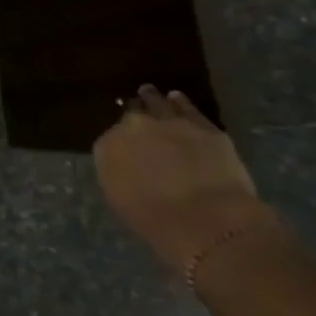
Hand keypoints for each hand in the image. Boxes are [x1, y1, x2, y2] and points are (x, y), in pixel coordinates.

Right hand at [93, 86, 266, 274]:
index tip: (126, 148)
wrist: (207, 222)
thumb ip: (121, 174)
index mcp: (108, 147)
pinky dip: (181, 103)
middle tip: (137, 119)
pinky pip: (188, 108)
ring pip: (157, 103)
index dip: (121, 143)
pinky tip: (177, 98)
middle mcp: (134, 127)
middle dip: (134, 116)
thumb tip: (129, 166)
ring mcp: (170, 123)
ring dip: (153, 99)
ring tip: (150, 93)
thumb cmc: (156, 222)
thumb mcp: (123, 200)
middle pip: (132, 115)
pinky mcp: (204, 127)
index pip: (110, 138)